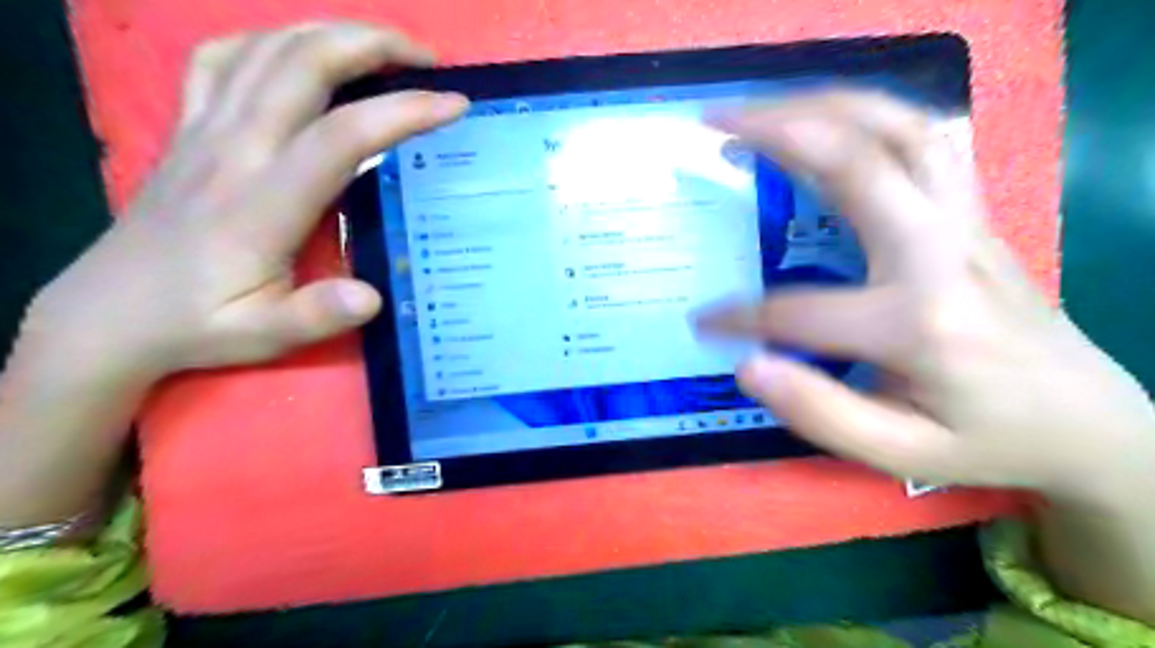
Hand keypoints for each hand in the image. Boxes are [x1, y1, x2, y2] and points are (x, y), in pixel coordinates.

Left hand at [19, 21, 465, 384]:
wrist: (109, 313)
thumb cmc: (199, 324)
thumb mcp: (263, 336)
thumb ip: (318, 315)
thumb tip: (373, 296)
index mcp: (262, 203)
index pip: (342, 137)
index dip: (403, 112)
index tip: (453, 105)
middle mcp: (233, 150)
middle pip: (303, 64)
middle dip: (373, 46)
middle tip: (426, 60)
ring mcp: (204, 130)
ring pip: (266, 48)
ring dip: (332, 33)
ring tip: (382, 49)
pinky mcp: (187, 127)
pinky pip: (222, 58)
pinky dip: (270, 40)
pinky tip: (299, 54)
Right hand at [694, 92, 1153, 499]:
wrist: (1088, 419)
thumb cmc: (987, 439)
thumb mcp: (901, 453)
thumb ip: (821, 413)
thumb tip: (748, 366)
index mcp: (918, 322)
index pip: (798, 310)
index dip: (738, 317)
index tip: (702, 323)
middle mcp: (941, 252)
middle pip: (856, 160)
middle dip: (775, 129)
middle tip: (715, 121)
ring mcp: (964, 223)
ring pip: (898, 127)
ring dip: (822, 105)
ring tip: (763, 108)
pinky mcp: (972, 214)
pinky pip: (924, 137)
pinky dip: (869, 115)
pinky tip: (831, 121)